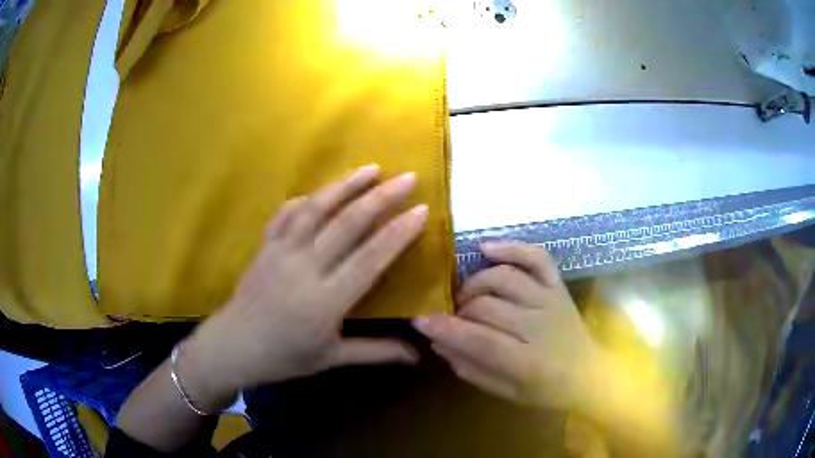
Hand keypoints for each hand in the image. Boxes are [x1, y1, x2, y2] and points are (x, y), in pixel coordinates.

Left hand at [180, 165, 425, 410]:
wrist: (234, 346)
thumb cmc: (284, 357)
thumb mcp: (332, 359)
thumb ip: (376, 352)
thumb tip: (418, 355)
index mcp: (325, 300)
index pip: (370, 258)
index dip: (398, 232)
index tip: (421, 210)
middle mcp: (305, 268)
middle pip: (348, 223)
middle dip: (381, 197)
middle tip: (407, 178)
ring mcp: (281, 251)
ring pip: (317, 208)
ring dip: (346, 185)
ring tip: (371, 168)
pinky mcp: (266, 245)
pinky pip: (287, 213)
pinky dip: (308, 198)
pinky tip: (323, 191)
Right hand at [413, 242, 602, 410]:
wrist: (590, 374)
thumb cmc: (548, 390)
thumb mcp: (508, 393)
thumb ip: (473, 369)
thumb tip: (439, 343)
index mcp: (529, 362)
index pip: (480, 340)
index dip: (446, 329)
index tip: (419, 320)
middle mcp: (542, 325)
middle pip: (488, 307)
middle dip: (459, 311)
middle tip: (450, 318)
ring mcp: (552, 300)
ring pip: (504, 278)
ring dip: (475, 284)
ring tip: (466, 298)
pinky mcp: (558, 286)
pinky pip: (535, 257)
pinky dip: (511, 247)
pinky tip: (486, 248)